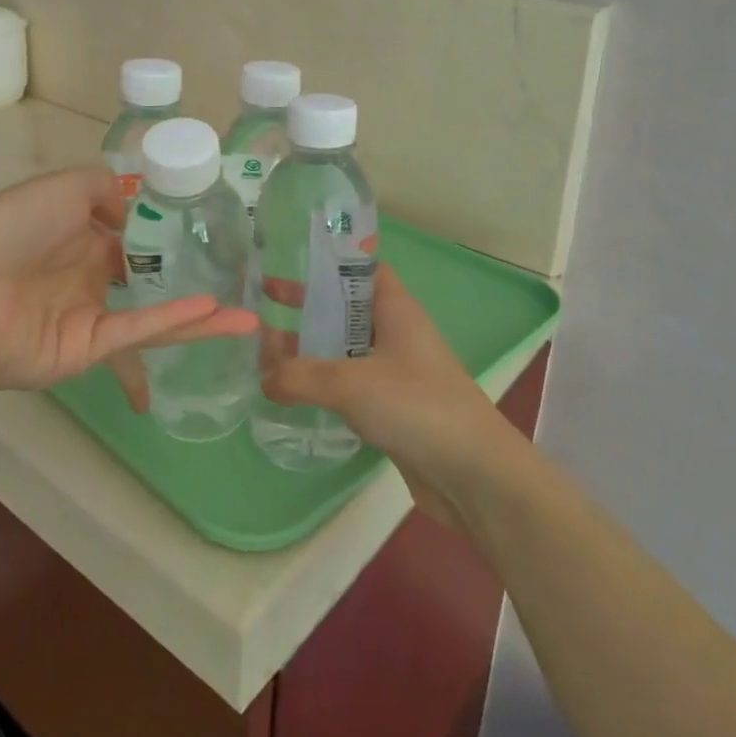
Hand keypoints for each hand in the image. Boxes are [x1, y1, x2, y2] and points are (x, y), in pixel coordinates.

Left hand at [0, 166, 254, 397]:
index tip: (216, 238)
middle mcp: (92, 279)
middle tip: (245, 285)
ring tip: (249, 322)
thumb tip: (138, 209)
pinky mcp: (86, 351)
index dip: (173, 239)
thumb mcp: (67, 187)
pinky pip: (137, 334)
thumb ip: (107, 190)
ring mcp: (91, 318)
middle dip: (194, 285)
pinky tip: (214, 313)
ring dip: (201, 319)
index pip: (136, 241)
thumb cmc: (13, 227)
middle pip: (152, 283)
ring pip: (155, 317)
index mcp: (84, 238)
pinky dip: (174, 323)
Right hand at [261, 266, 526, 525]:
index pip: (361, 269)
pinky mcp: (393, 408)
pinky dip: (324, 384)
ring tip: (266, 353)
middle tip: (264, 306)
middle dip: (309, 307)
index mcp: (396, 309)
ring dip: (312, 349)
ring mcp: (396, 372)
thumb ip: (301, 376)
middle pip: (347, 309)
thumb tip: (263, 378)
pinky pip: (351, 385)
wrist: (473, 473)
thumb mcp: (350, 383)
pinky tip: (295, 393)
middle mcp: (396, 333)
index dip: (328, 263)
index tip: (288, 263)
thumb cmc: (416, 405)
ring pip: (346, 350)